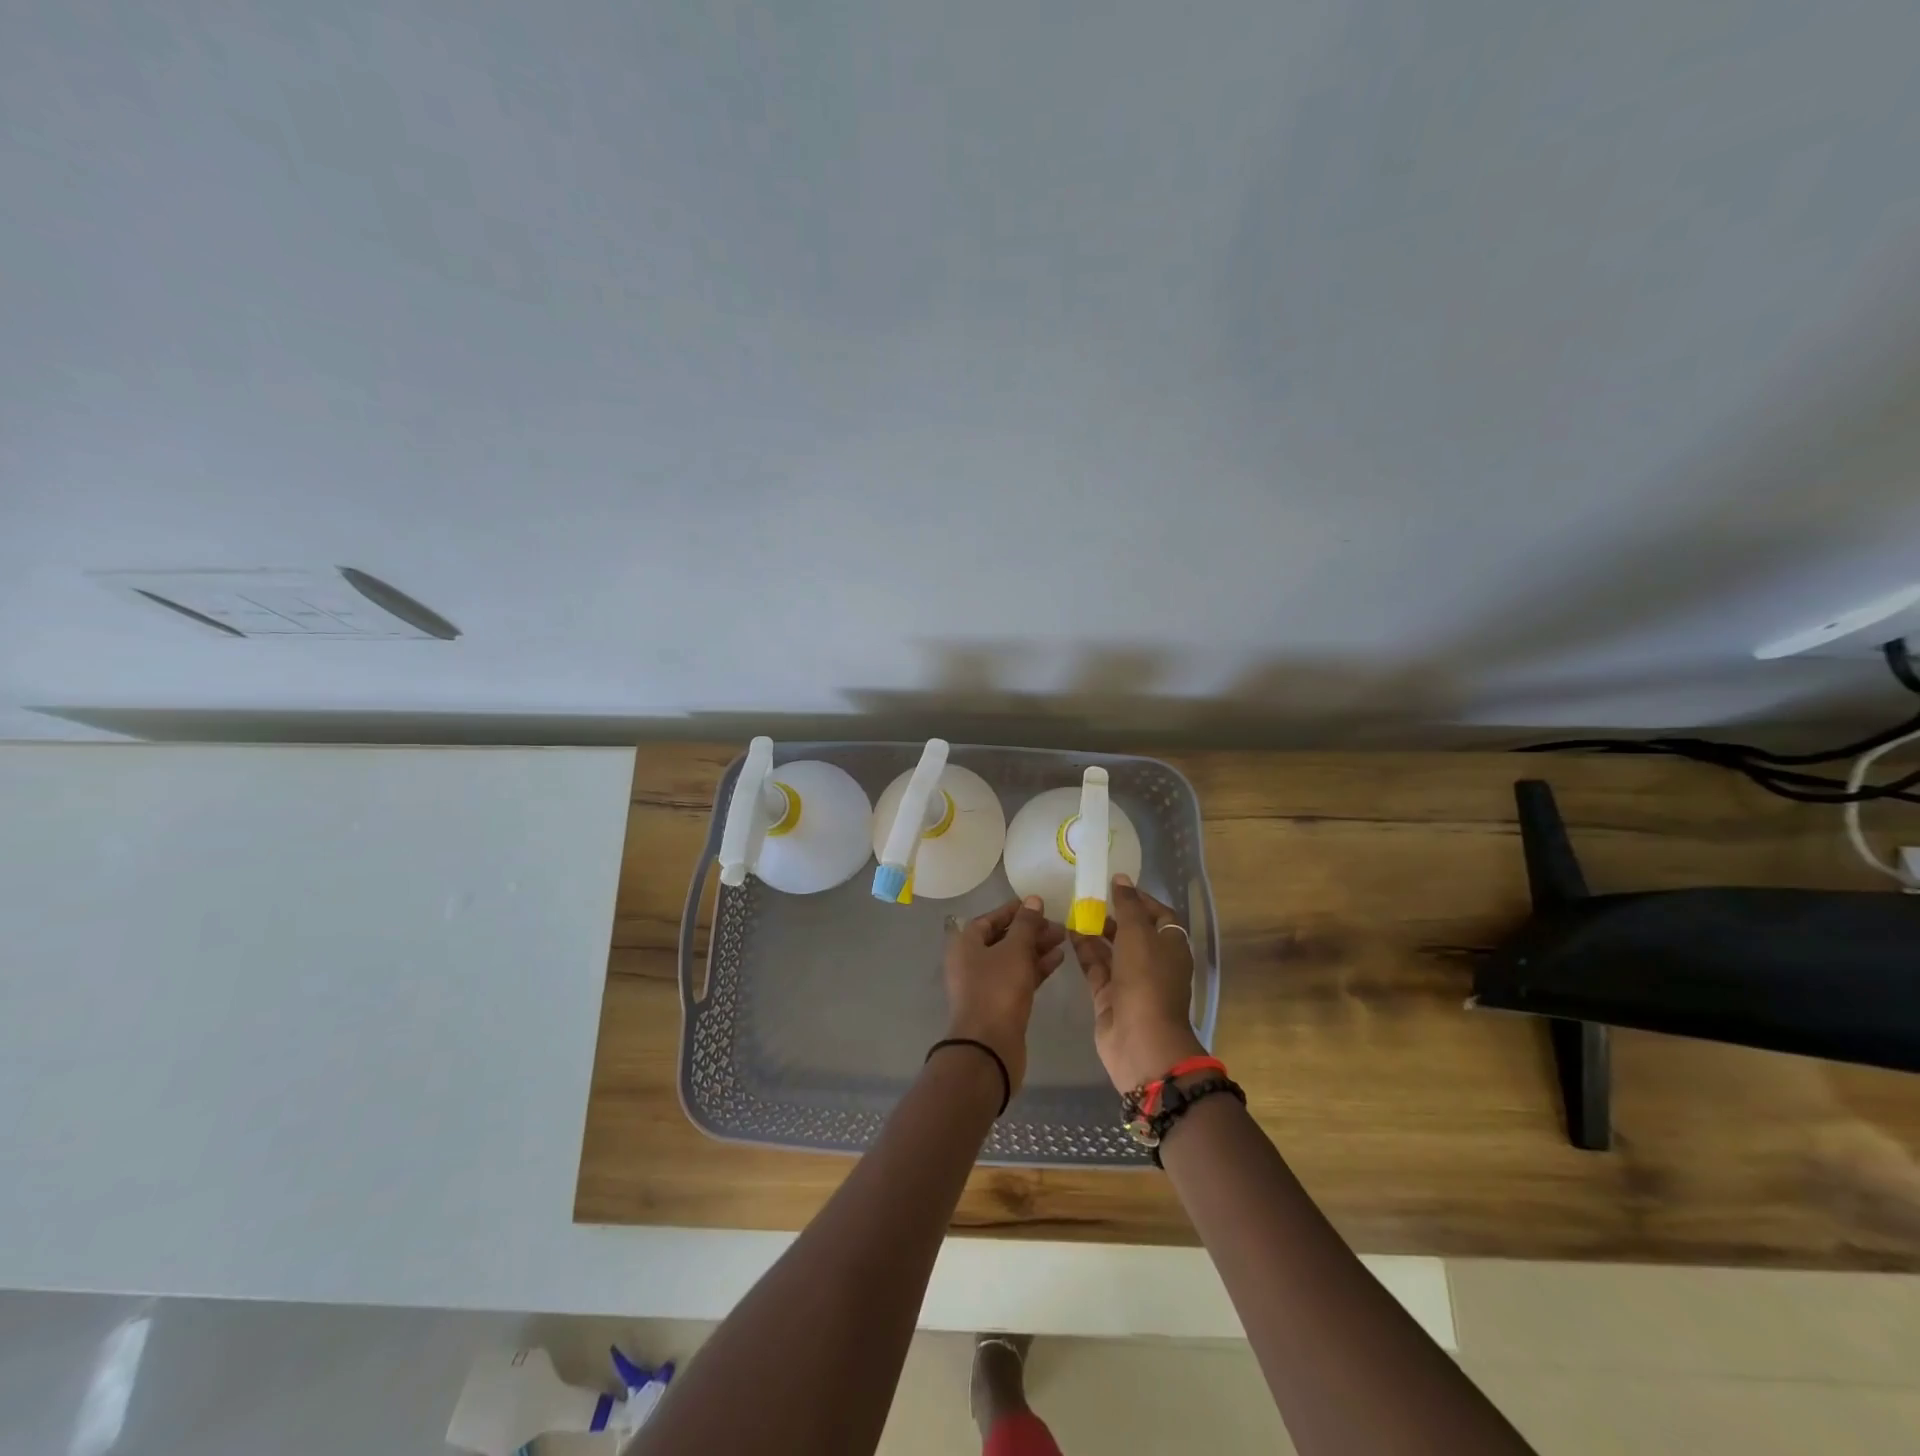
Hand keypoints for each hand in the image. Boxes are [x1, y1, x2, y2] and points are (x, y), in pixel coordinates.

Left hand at [942, 896, 1065, 1096]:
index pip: (989, 919)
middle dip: (1030, 931)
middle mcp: (971, 962)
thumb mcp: (1015, 950)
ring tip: (1063, 940)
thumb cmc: (997, 990)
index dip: (1013, 911)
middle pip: (1003, 938)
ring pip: (1013, 959)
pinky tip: (1058, 960)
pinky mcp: (999, 1004)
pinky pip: (1018, 977)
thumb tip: (1033, 899)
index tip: (1038, 905)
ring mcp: (984, 984)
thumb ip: (1026, 924)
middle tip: (1058, 926)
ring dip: (1036, 948)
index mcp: (965, 944)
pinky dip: (1036, 968)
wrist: (989, 1047)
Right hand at [1069, 874, 1205, 1093]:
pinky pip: (1096, 967)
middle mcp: (1153, 962)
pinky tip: (1067, 933)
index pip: (1160, 915)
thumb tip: (1121, 878)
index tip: (1115, 885)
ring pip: (1112, 950)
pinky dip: (1084, 951)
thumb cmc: (1147, 980)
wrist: (1140, 1040)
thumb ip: (1127, 904)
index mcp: (1171, 946)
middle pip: (1133, 932)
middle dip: (1113, 915)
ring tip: (1072, 910)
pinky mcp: (1109, 997)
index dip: (1140, 899)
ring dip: (1095, 931)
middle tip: (1087, 896)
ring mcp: (1130, 981)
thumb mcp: (1138, 934)